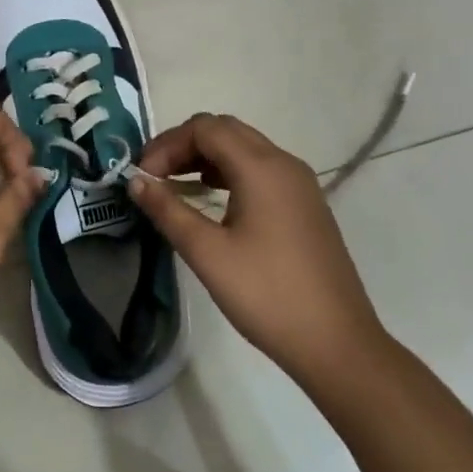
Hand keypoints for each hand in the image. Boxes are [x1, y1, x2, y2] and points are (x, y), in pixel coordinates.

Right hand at [130, 113, 386, 385]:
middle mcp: (284, 164)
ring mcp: (300, 184)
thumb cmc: (266, 295)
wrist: (336, 343)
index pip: (205, 128)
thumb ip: (168, 210)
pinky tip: (211, 200)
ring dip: (206, 157)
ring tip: (174, 186)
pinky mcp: (305, 205)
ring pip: (244, 148)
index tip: (142, 176)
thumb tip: (136, 181)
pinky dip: (228, 173)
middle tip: (154, 176)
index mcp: (262, 168)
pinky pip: (261, 170)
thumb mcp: (208, 253)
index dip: (167, 144)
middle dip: (184, 145)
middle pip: (226, 130)